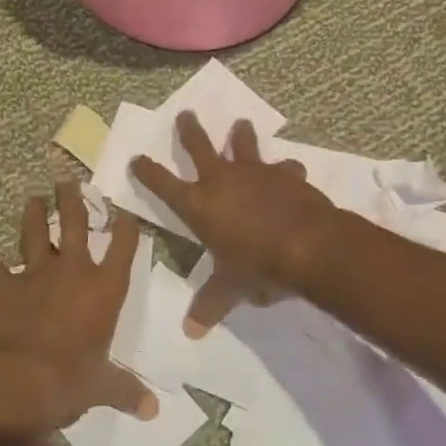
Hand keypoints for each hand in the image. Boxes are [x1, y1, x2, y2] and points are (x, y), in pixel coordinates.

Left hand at [0, 181, 157, 445]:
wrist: (19, 384)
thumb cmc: (71, 382)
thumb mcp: (103, 387)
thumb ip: (126, 390)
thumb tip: (153, 411)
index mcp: (104, 290)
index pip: (123, 247)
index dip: (126, 227)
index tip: (126, 212)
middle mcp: (72, 272)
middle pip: (75, 224)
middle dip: (73, 200)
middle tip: (68, 182)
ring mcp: (35, 276)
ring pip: (35, 234)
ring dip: (33, 215)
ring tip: (33, 198)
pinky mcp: (3, 288)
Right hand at [131, 113, 336, 333]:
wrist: (309, 245)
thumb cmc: (258, 265)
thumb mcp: (230, 288)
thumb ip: (210, 304)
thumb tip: (191, 331)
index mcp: (199, 205)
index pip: (163, 184)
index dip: (147, 171)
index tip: (136, 158)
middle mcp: (222, 180)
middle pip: (198, 145)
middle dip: (189, 129)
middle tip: (185, 113)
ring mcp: (255, 172)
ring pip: (243, 143)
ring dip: (240, 134)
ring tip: (240, 124)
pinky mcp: (285, 174)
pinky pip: (283, 167)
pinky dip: (285, 169)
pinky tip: (290, 170)